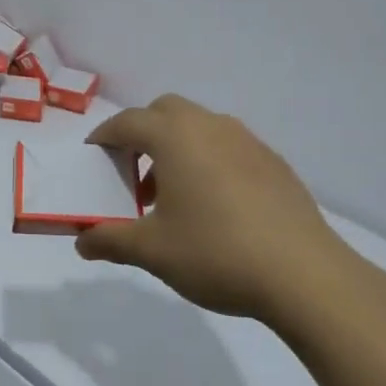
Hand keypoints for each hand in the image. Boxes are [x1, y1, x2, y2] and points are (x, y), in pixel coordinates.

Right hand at [77, 94, 385, 332]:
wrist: (304, 274)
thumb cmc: (215, 253)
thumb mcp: (152, 251)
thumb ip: (110, 239)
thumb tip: (82, 242)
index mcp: (176, 137)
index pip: (128, 122)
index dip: (104, 136)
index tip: (94, 156)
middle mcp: (211, 127)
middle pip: (166, 111)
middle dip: (142, 134)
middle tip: (133, 174)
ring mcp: (248, 142)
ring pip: (200, 127)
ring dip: (177, 148)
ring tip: (173, 197)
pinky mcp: (274, 164)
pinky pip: (229, 147)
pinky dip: (209, 161)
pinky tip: (215, 207)